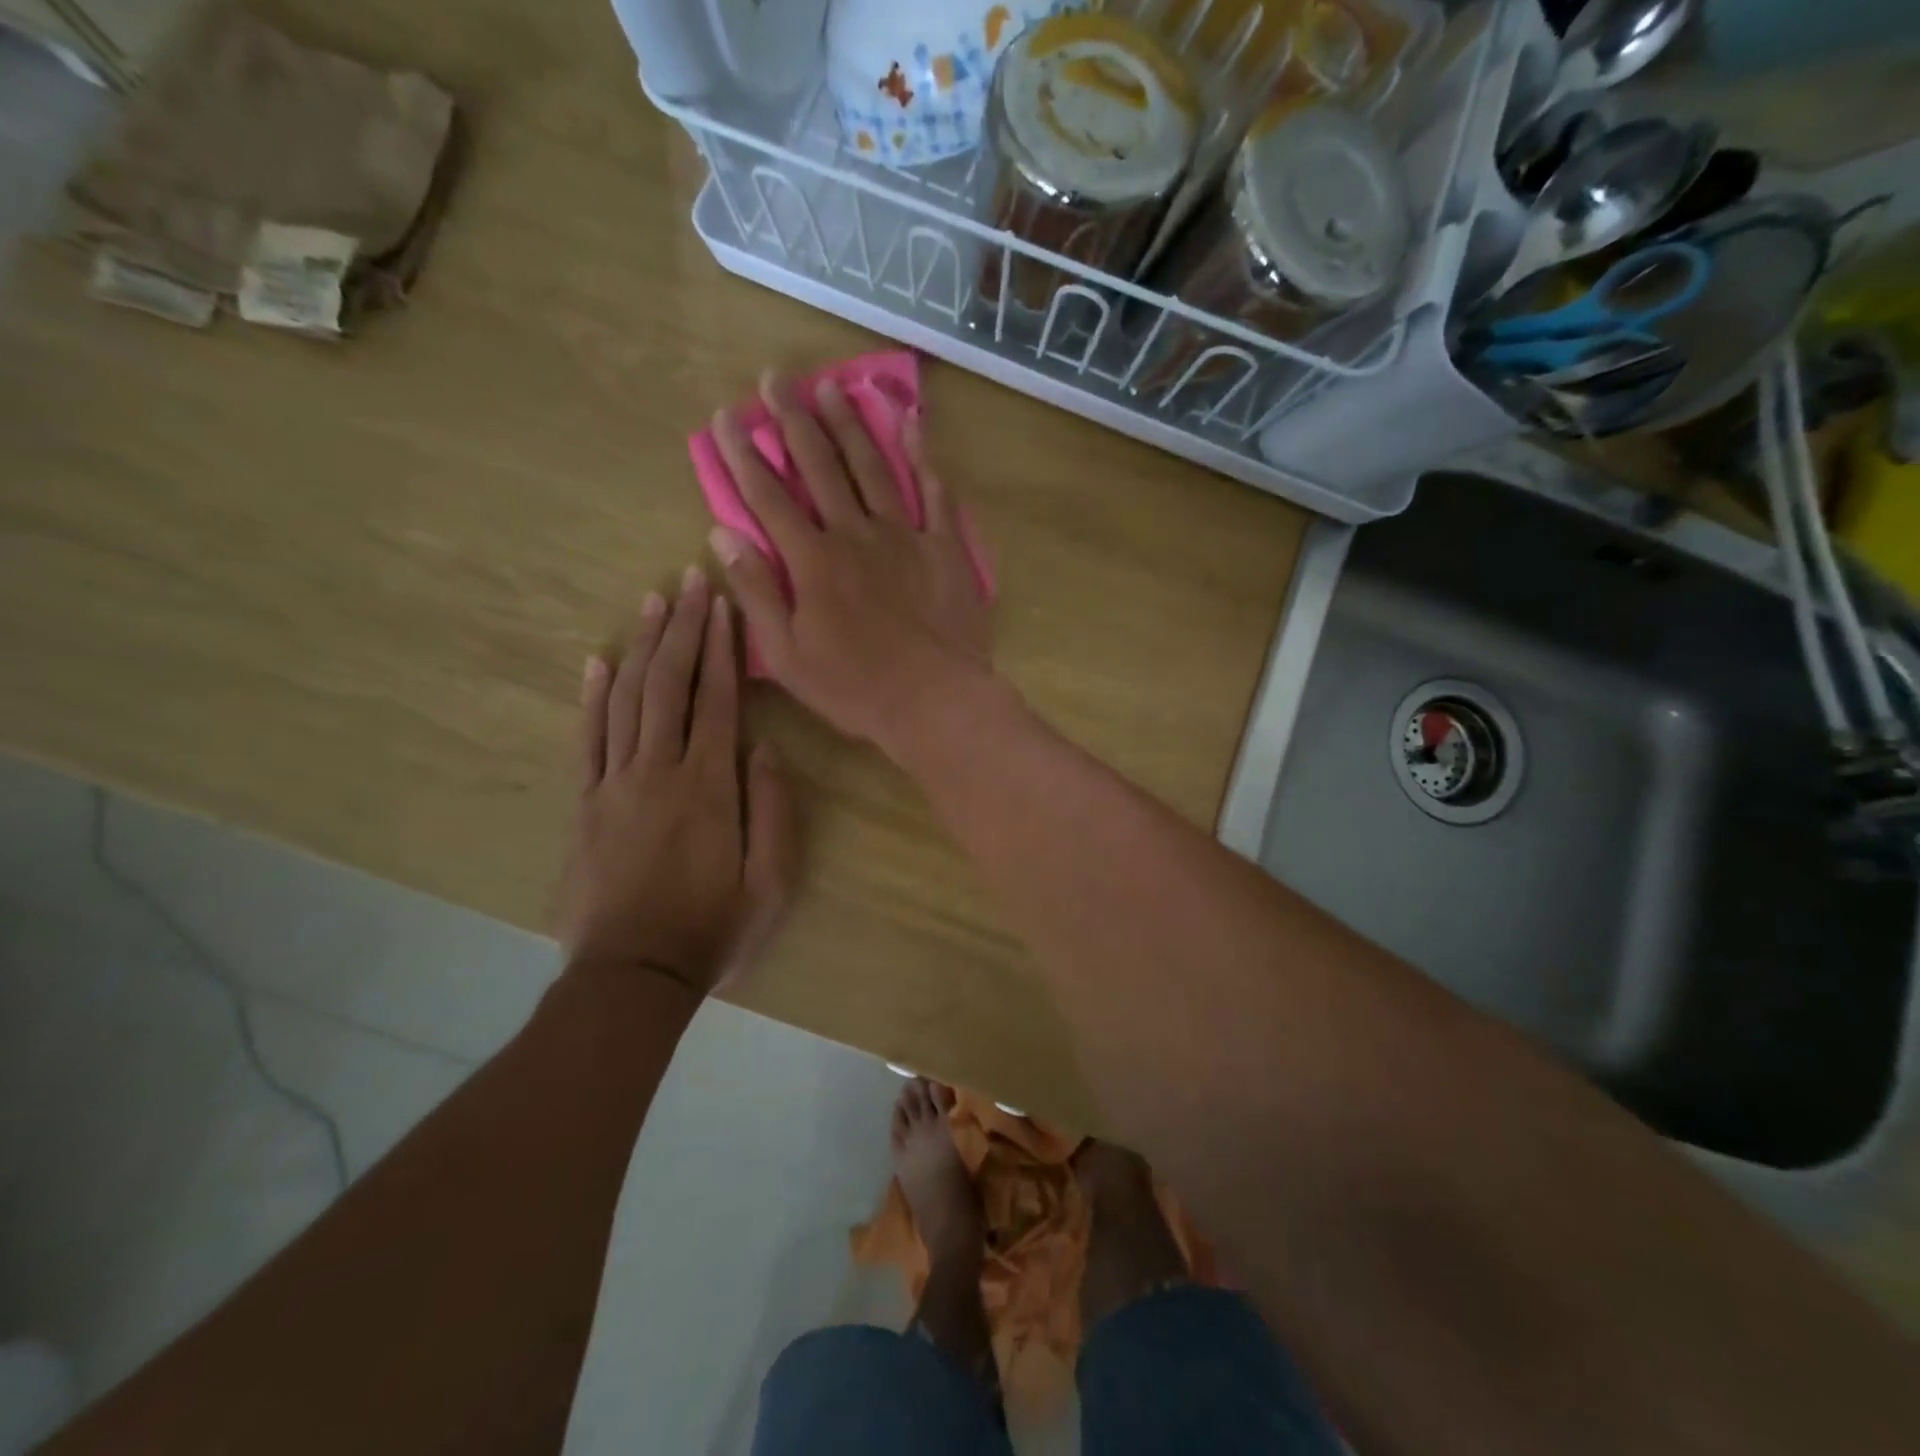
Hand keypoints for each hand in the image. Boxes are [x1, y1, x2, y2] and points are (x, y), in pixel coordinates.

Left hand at [557, 569, 795, 995]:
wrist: (632, 976)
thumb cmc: (713, 930)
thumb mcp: (772, 882)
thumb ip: (772, 811)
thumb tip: (763, 748)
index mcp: (708, 787)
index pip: (716, 700)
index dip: (720, 649)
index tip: (723, 604)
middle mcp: (658, 771)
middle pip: (669, 685)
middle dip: (682, 628)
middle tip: (690, 579)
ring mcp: (614, 784)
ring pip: (627, 700)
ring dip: (641, 647)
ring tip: (652, 601)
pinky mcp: (585, 804)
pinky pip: (587, 739)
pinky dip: (593, 696)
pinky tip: (599, 661)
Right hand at [707, 373, 992, 758]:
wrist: (936, 700)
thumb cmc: (856, 688)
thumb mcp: (788, 655)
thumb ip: (757, 593)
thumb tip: (722, 535)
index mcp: (813, 561)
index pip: (767, 496)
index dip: (743, 454)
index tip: (726, 416)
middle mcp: (855, 534)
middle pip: (819, 465)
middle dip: (792, 419)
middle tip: (776, 377)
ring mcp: (903, 535)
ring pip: (871, 466)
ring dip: (848, 423)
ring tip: (831, 385)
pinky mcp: (943, 546)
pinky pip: (933, 491)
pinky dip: (922, 454)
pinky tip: (910, 421)